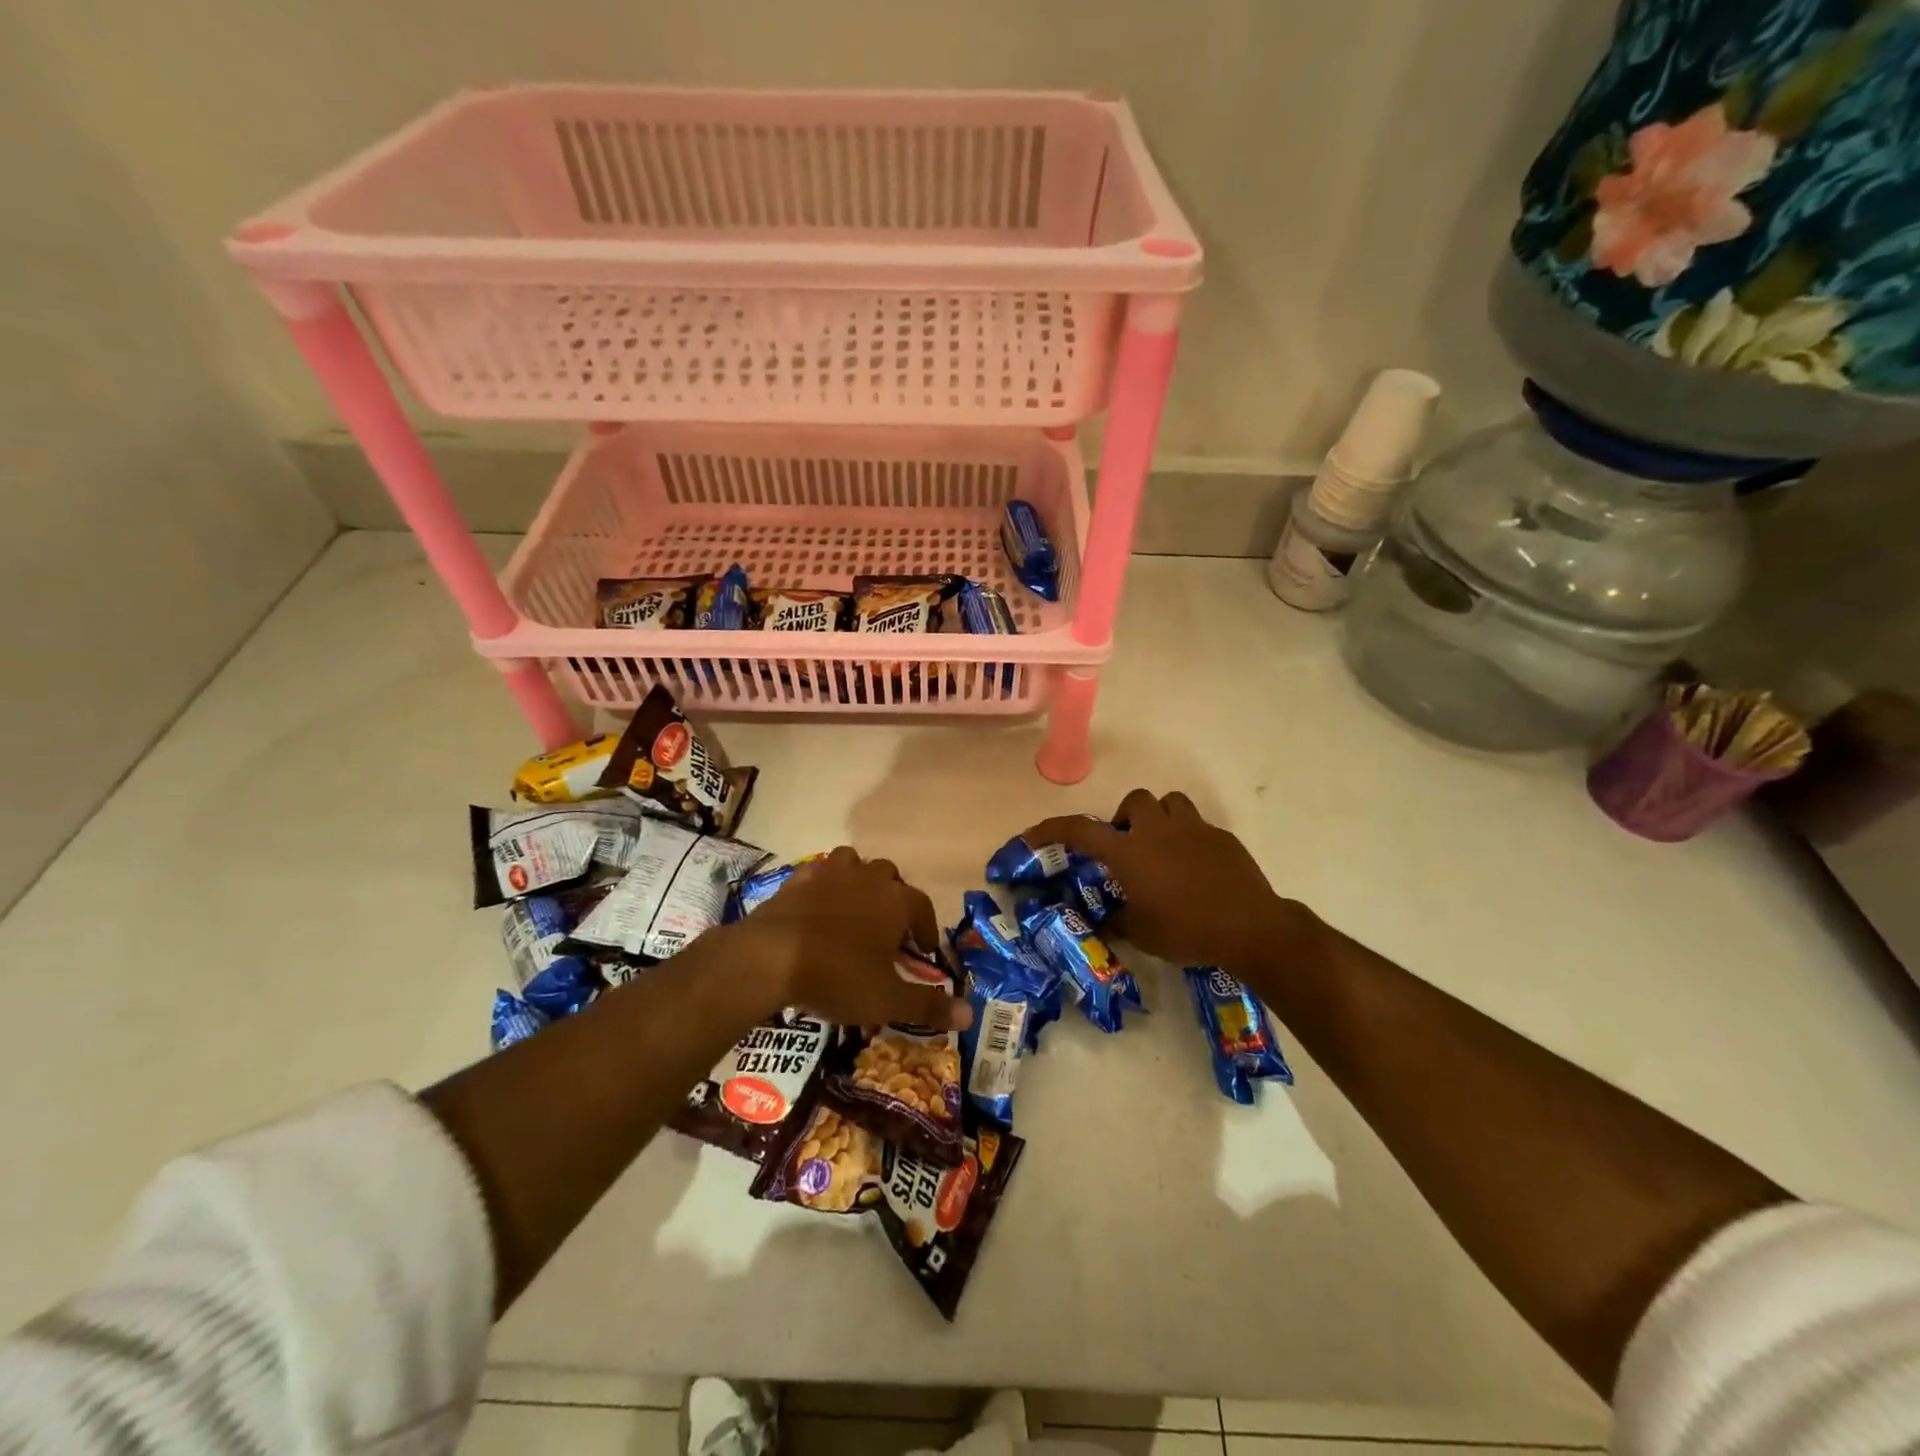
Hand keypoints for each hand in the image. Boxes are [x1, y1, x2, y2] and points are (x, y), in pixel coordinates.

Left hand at [728, 847, 972, 1030]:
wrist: (769, 957)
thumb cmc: (838, 975)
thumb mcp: (887, 999)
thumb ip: (928, 1005)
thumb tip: (970, 1016)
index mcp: (896, 901)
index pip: (923, 907)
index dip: (927, 929)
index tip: (924, 950)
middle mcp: (867, 878)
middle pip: (890, 878)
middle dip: (894, 900)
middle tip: (889, 930)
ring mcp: (830, 873)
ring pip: (854, 863)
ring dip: (859, 881)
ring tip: (855, 909)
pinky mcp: (797, 880)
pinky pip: (818, 873)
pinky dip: (823, 886)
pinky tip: (817, 907)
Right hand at [1022, 789, 1313, 981]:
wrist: (1250, 928)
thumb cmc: (1187, 932)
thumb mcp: (1142, 934)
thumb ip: (1120, 920)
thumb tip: (1108, 920)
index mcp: (1129, 853)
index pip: (1080, 831)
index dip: (1053, 829)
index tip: (1034, 834)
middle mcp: (1157, 831)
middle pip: (1133, 802)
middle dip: (1124, 819)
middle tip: (1126, 847)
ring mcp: (1193, 829)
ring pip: (1169, 803)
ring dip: (1158, 818)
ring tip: (1160, 847)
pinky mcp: (1221, 837)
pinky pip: (1197, 825)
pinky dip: (1187, 838)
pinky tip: (1194, 867)